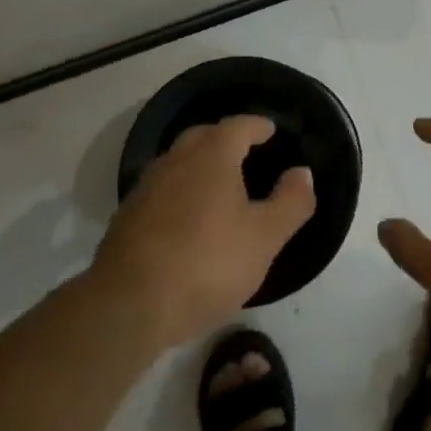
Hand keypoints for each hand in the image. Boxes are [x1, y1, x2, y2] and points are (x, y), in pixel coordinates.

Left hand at [93, 115, 314, 349]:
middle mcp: (176, 160)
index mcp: (212, 156)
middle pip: (203, 136)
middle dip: (225, 139)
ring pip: (178, 161)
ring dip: (199, 164)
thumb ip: (290, 202)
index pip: (238, 126)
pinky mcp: (128, 216)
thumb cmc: (207, 264)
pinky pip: (162, 189)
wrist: (129, 304)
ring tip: (218, 184)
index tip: (270, 130)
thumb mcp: (264, 238)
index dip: (257, 126)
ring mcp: (147, 187)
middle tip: (246, 152)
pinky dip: (180, 191)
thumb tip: (302, 172)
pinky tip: (187, 217)